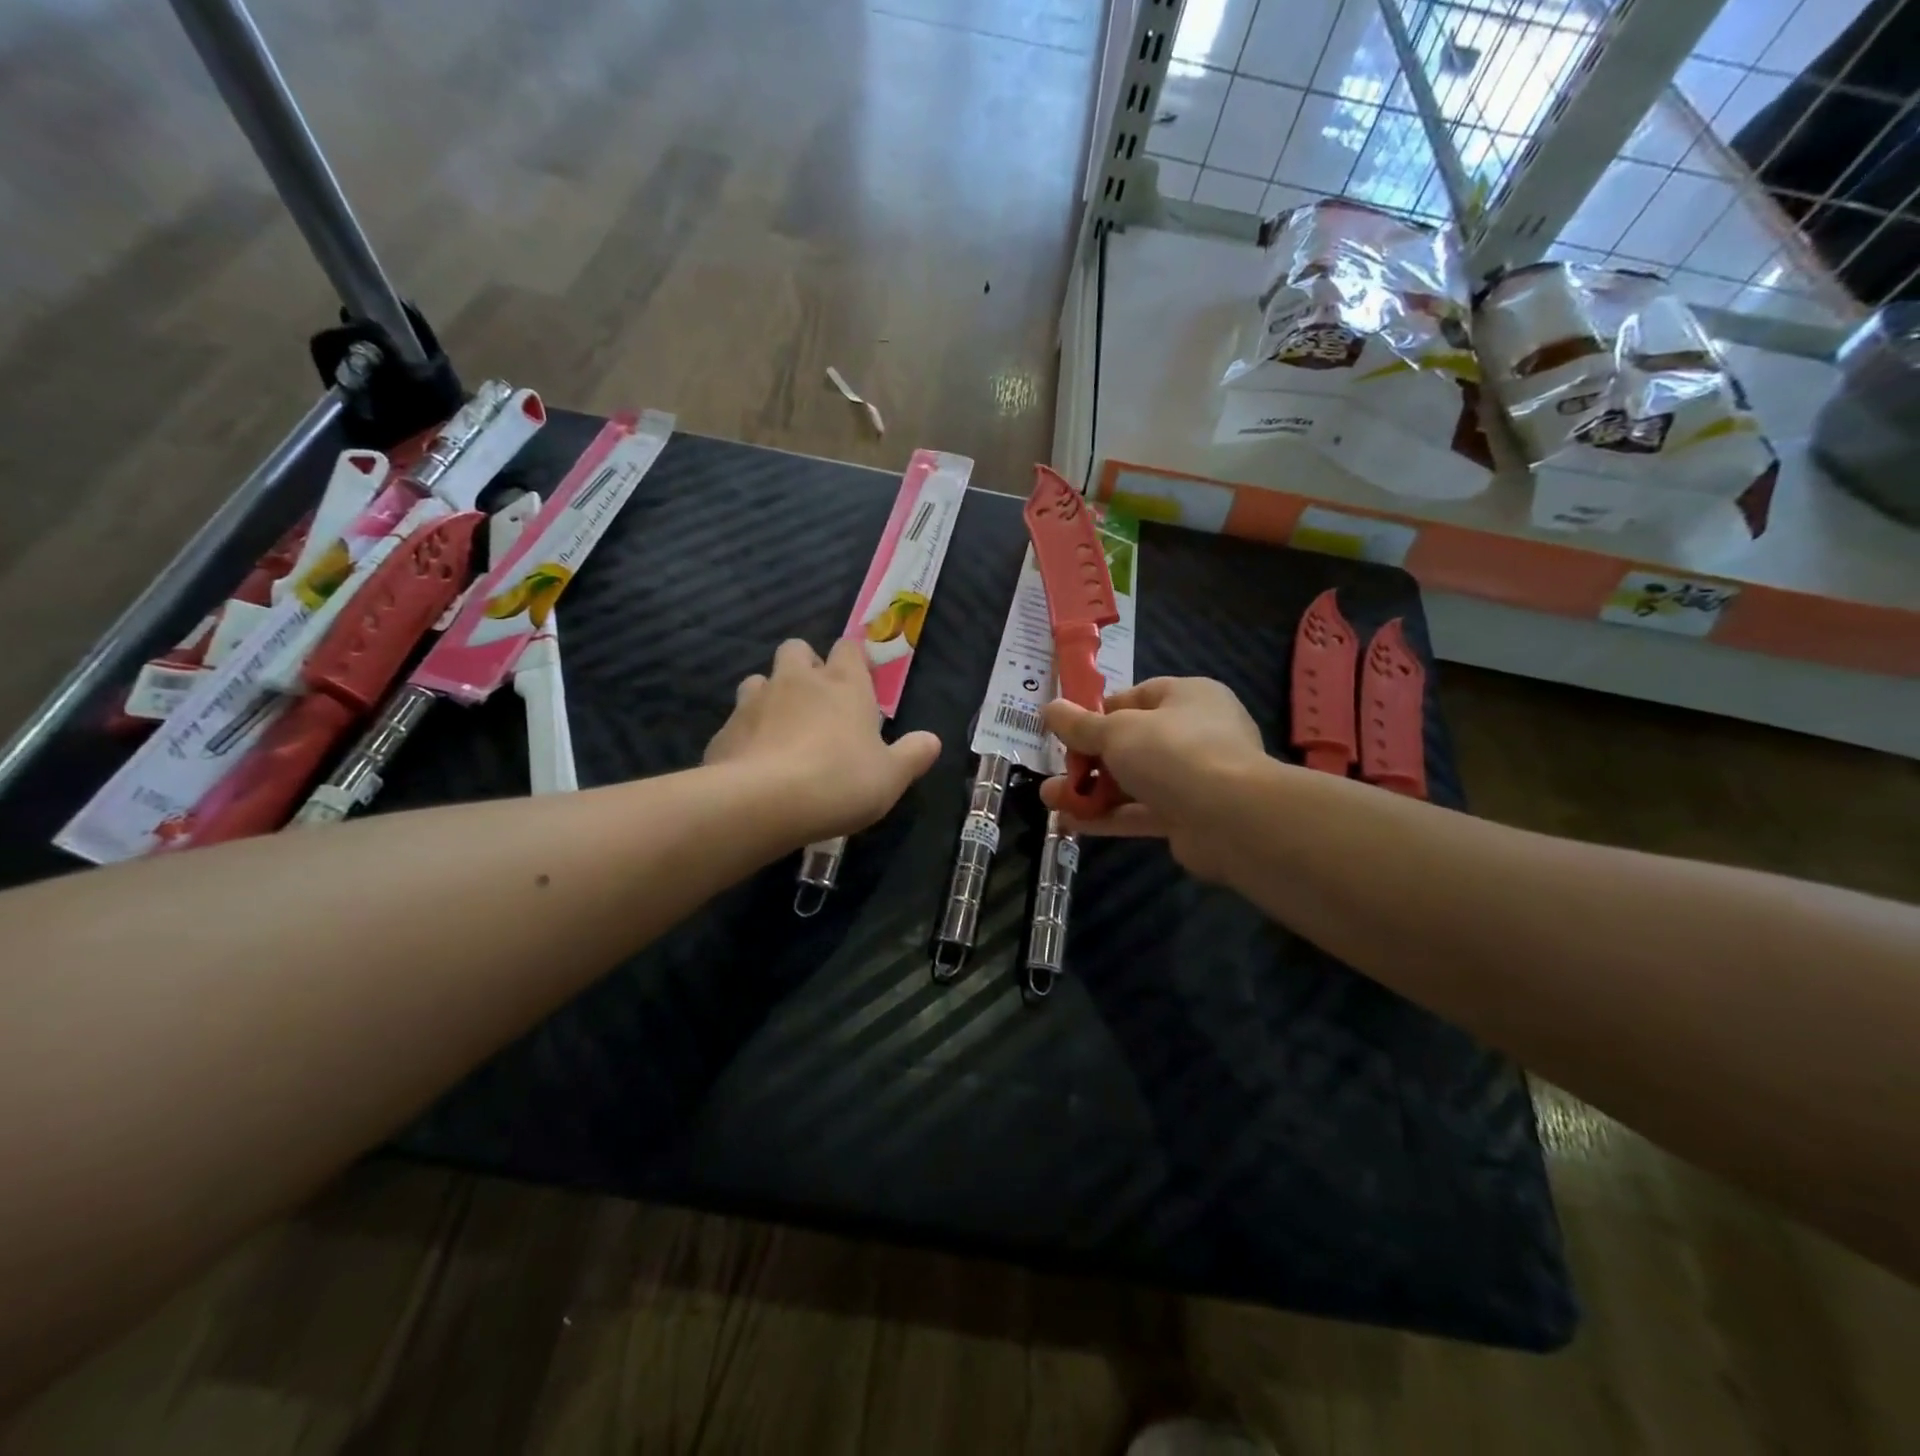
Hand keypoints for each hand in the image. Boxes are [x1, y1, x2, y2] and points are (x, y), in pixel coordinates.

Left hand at [705, 638, 940, 845]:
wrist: (763, 803)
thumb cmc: (840, 782)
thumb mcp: (891, 777)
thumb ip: (913, 755)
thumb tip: (932, 740)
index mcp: (844, 684)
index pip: (848, 648)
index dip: (853, 659)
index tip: (859, 681)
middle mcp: (798, 681)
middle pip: (797, 649)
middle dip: (805, 666)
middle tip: (817, 700)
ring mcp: (756, 701)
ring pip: (759, 679)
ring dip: (771, 695)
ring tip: (781, 728)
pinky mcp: (725, 729)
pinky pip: (737, 719)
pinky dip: (747, 732)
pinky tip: (755, 760)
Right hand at [1040, 677, 1266, 881]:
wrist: (1231, 818)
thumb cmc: (1173, 752)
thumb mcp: (1116, 732)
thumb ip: (1080, 725)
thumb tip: (1049, 708)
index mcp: (1188, 697)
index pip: (1137, 697)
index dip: (1099, 713)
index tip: (1069, 730)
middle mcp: (1196, 733)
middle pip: (1132, 743)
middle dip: (1088, 760)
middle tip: (1056, 771)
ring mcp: (1195, 778)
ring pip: (1134, 781)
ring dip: (1092, 791)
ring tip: (1050, 800)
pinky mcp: (1189, 817)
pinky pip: (1141, 812)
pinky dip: (1109, 817)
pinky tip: (1072, 824)